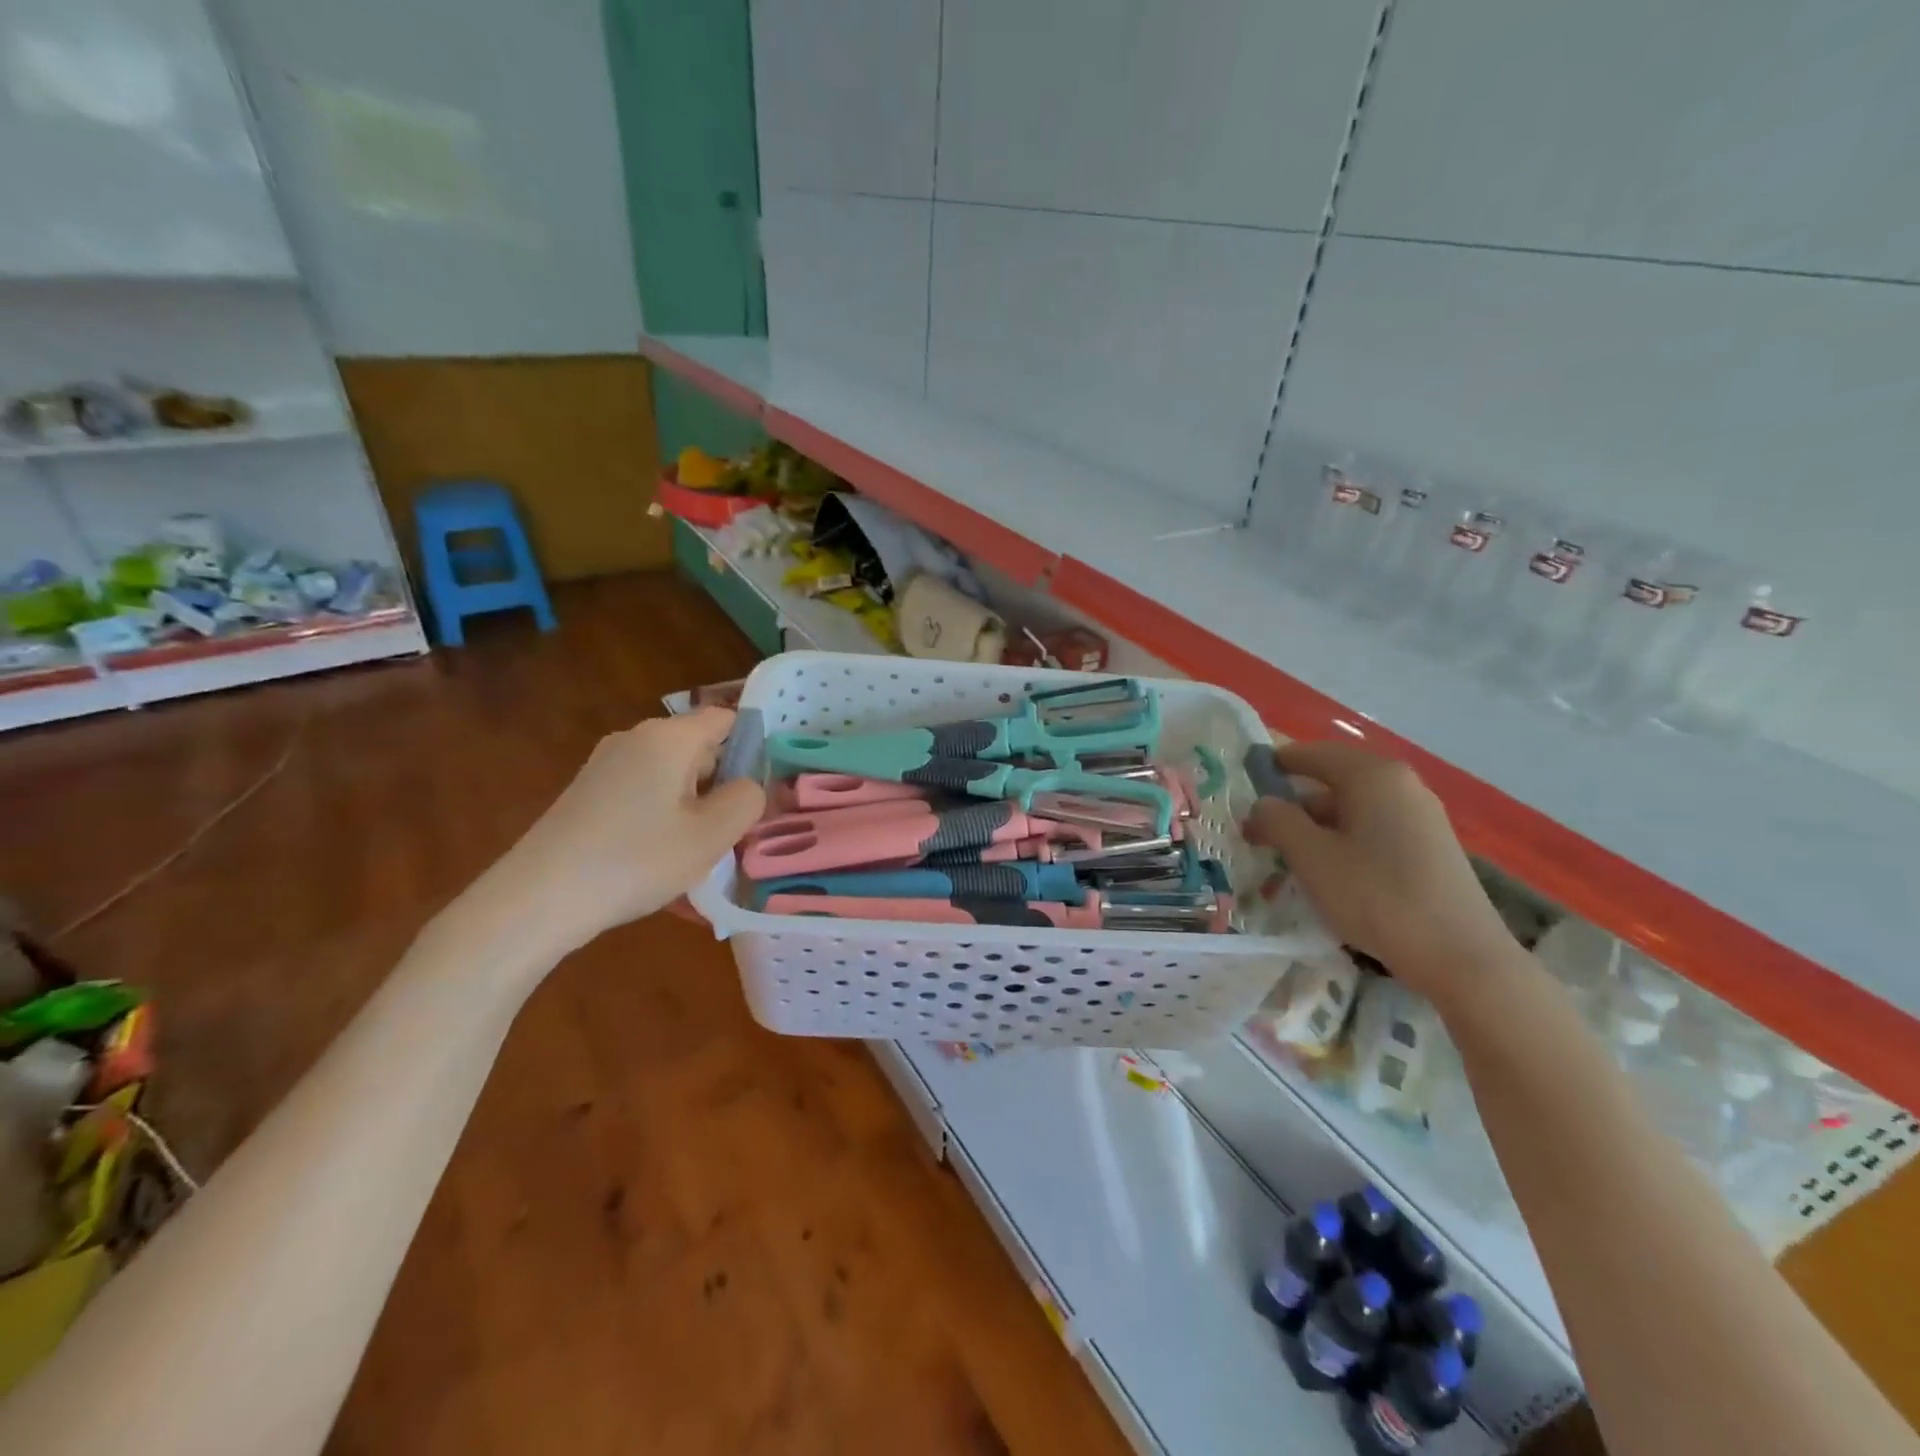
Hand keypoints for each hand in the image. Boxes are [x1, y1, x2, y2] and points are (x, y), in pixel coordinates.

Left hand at [481, 708, 764, 958]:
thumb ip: (747, 800)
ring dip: (694, 813)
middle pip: (700, 752)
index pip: (727, 719)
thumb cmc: (637, 859)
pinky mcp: (588, 794)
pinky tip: (663, 868)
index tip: (763, 790)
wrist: (538, 899)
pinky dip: (662, 824)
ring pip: (673, 780)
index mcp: (670, 737)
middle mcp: (636, 739)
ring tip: (701, 861)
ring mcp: (606, 766)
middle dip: (723, 789)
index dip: (753, 747)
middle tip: (736, 835)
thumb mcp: (712, 834)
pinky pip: (644, 799)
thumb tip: (748, 786)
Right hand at [1243, 740, 1514, 1002]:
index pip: (1313, 754)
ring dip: (1317, 827)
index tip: (1245, 782)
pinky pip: (1374, 830)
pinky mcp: (1431, 848)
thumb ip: (1278, 821)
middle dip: (1294, 804)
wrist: (1461, 957)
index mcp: (1372, 776)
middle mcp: (1401, 785)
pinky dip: (1344, 842)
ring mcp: (1421, 817)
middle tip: (1258, 831)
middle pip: (1333, 781)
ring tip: (1288, 859)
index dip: (1276, 764)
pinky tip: (1330, 875)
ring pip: (1353, 809)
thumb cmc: (1376, 896)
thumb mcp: (1311, 857)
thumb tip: (1263, 804)